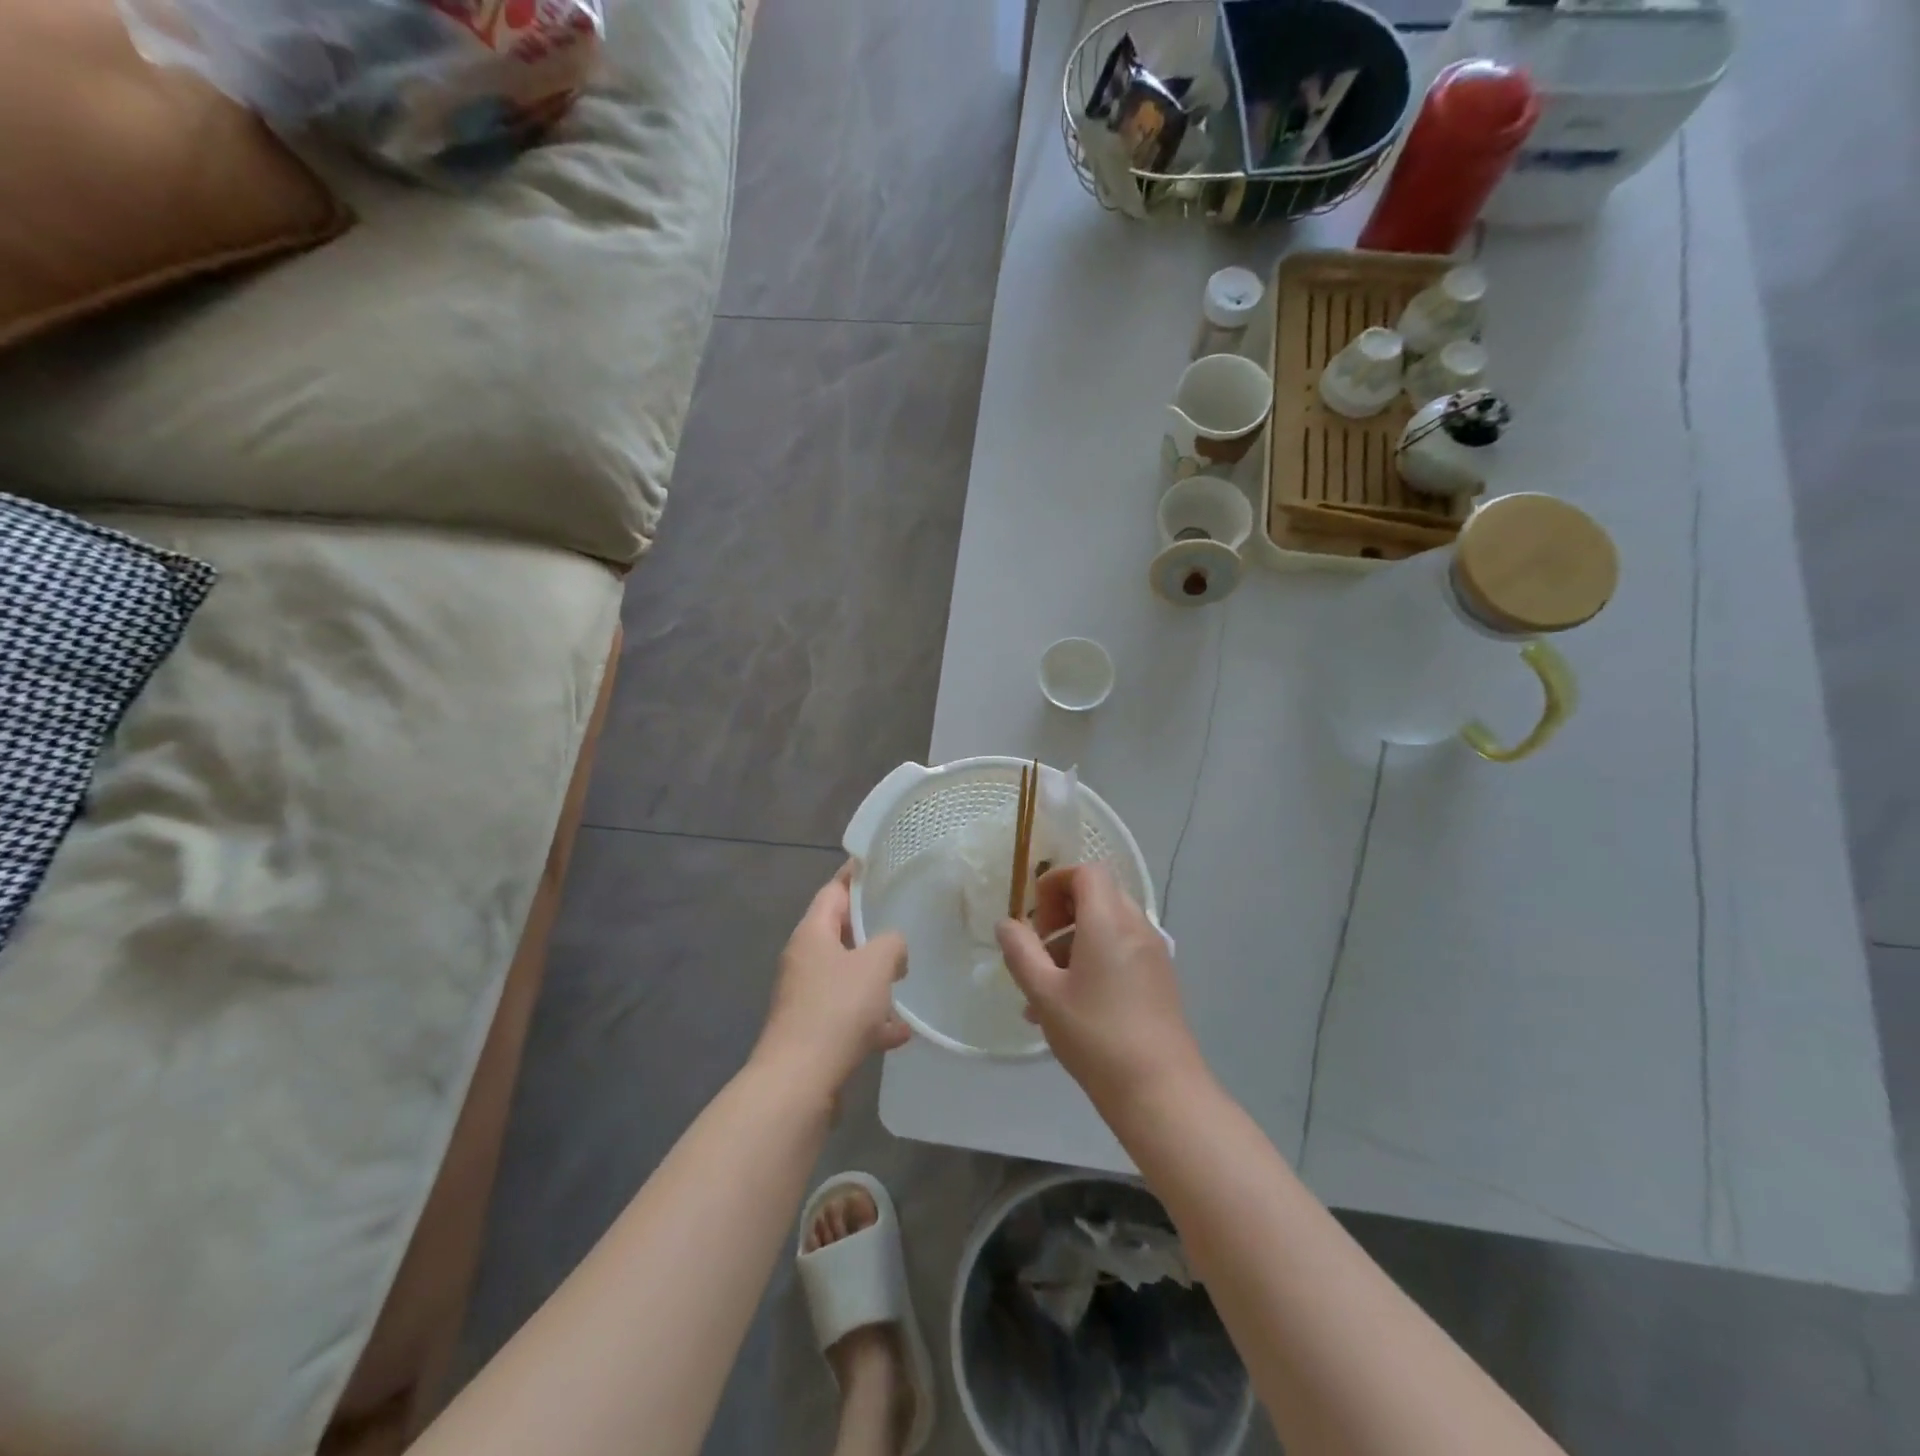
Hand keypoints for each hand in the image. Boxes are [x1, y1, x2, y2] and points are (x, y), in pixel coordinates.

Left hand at [755, 864, 910, 1097]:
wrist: (799, 1081)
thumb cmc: (836, 1009)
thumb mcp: (875, 964)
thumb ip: (891, 943)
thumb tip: (893, 948)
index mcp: (811, 934)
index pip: (833, 891)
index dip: (855, 876)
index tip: (877, 865)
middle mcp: (803, 960)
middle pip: (839, 934)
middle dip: (870, 931)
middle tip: (902, 922)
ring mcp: (805, 998)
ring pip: (845, 977)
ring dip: (873, 980)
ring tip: (904, 980)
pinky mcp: (812, 1031)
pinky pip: (847, 1014)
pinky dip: (870, 1019)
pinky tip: (899, 1033)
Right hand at [996, 863, 1207, 1114]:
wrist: (1160, 1090)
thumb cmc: (1096, 1035)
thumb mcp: (1044, 993)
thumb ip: (1020, 952)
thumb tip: (1007, 924)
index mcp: (1109, 920)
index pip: (1086, 872)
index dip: (1055, 884)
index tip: (1035, 920)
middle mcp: (1136, 926)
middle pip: (1097, 896)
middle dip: (1061, 915)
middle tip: (1038, 951)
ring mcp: (1153, 953)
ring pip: (1107, 927)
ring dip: (1073, 944)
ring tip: (1043, 991)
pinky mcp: (1159, 978)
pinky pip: (1121, 950)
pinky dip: (1094, 961)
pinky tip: (1070, 1007)